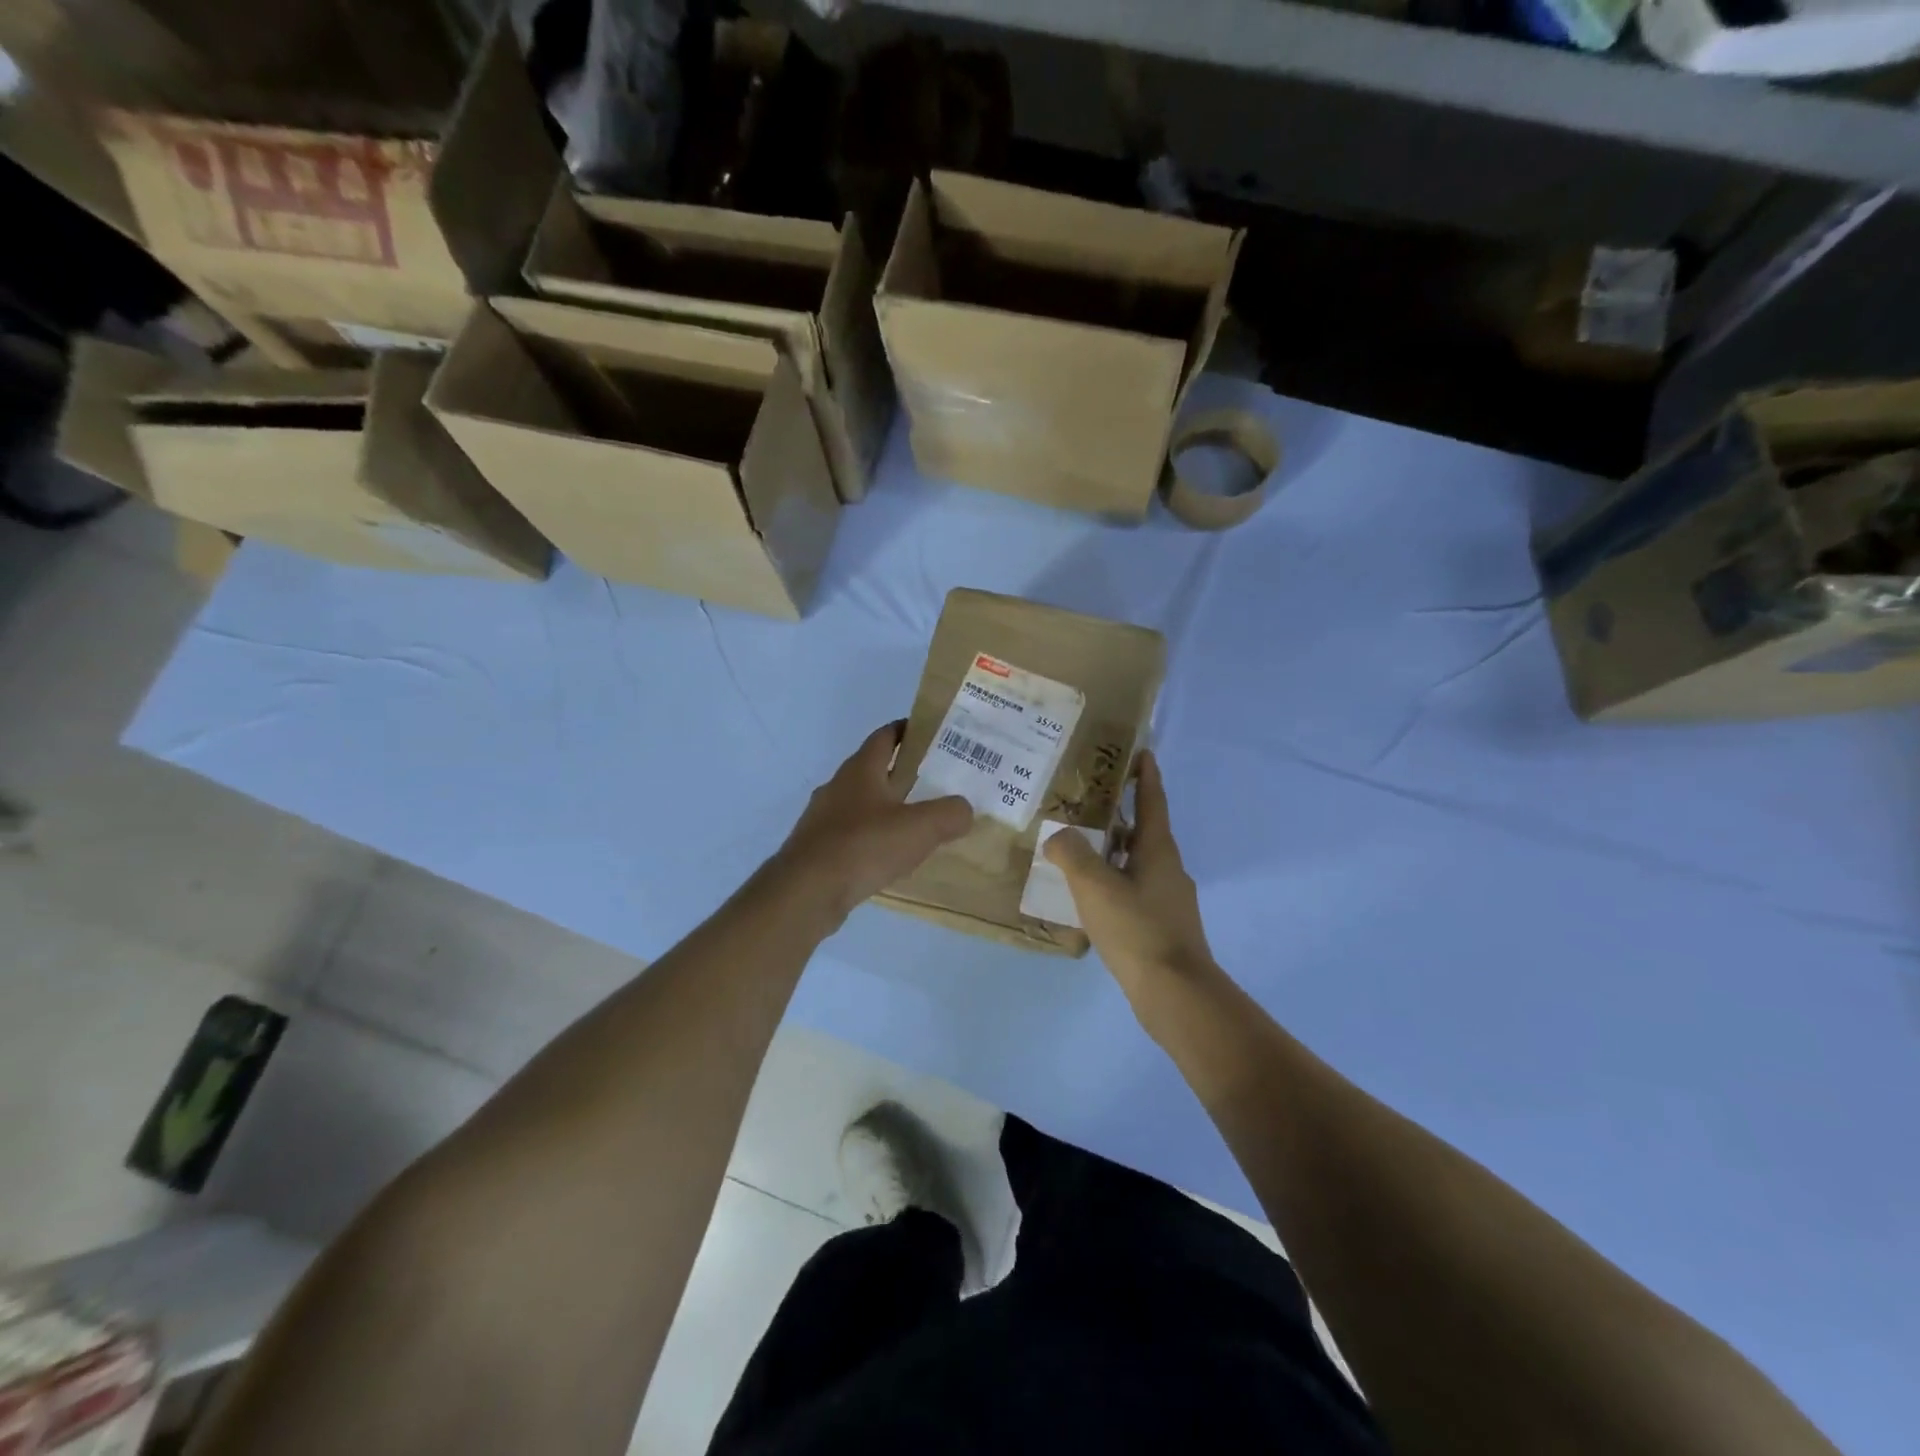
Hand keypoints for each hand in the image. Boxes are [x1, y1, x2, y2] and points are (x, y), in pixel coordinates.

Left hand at [772, 722, 972, 927]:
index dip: (907, 730)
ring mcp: (823, 818)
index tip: (933, 734)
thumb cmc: (863, 846)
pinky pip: (852, 835)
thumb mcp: (920, 828)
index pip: (885, 736)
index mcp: (861, 769)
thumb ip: (950, 814)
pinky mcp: (818, 848)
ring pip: (862, 804)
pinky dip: (873, 839)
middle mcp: (839, 786)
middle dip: (903, 773)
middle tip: (937, 782)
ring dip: (887, 809)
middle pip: (874, 770)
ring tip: (918, 823)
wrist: (806, 892)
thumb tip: (964, 810)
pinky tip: (890, 857)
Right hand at [1044, 750, 1215, 1000]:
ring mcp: (1170, 900)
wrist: (1175, 993)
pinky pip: (1136, 892)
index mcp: (1158, 851)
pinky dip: (1115, 884)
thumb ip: (1072, 854)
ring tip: (1081, 852)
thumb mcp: (1095, 886)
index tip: (1142, 753)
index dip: (1147, 777)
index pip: (1153, 802)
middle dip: (1121, 816)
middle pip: (1145, 833)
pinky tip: (1092, 899)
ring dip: (1115, 853)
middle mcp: (1169, 869)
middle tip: (1089, 805)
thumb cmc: (1137, 929)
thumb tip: (1058, 836)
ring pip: (1139, 864)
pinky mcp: (1164, 927)